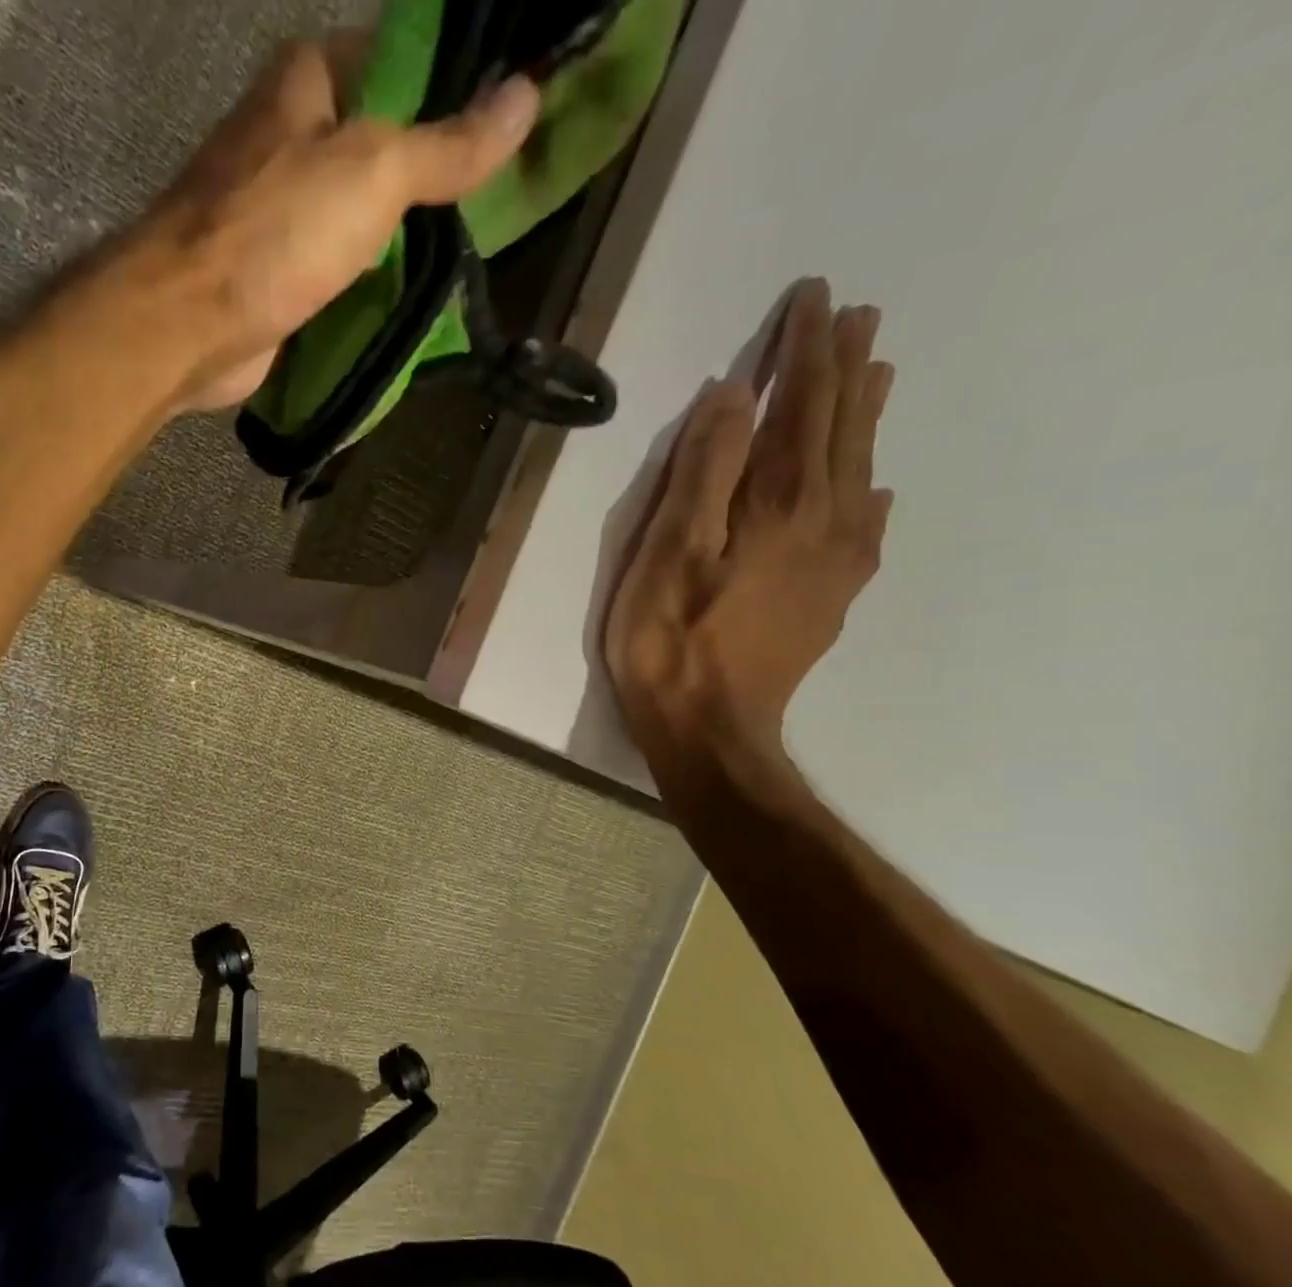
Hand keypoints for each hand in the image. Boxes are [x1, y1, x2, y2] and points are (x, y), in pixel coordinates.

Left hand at [131, 36, 539, 410]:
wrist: (189, 325)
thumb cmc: (275, 232)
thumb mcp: (374, 172)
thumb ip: (446, 144)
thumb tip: (526, 97)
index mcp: (306, 81)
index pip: (397, 59)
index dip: (451, 86)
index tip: (502, 124)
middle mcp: (288, 137)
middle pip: (379, 143)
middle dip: (432, 175)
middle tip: (494, 204)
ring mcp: (278, 213)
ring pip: (358, 214)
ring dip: (403, 237)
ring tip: (465, 255)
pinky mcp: (275, 275)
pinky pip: (338, 269)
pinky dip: (370, 282)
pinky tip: (411, 297)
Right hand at [602, 279, 895, 778]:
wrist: (712, 732)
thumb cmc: (670, 643)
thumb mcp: (668, 554)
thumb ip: (702, 474)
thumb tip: (733, 396)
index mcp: (780, 502)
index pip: (800, 404)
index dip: (805, 349)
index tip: (813, 296)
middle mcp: (825, 520)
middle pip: (841, 429)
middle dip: (846, 369)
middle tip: (859, 316)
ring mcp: (836, 563)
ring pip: (860, 471)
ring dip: (865, 418)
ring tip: (877, 374)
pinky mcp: (831, 599)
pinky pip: (866, 527)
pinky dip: (871, 492)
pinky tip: (876, 487)